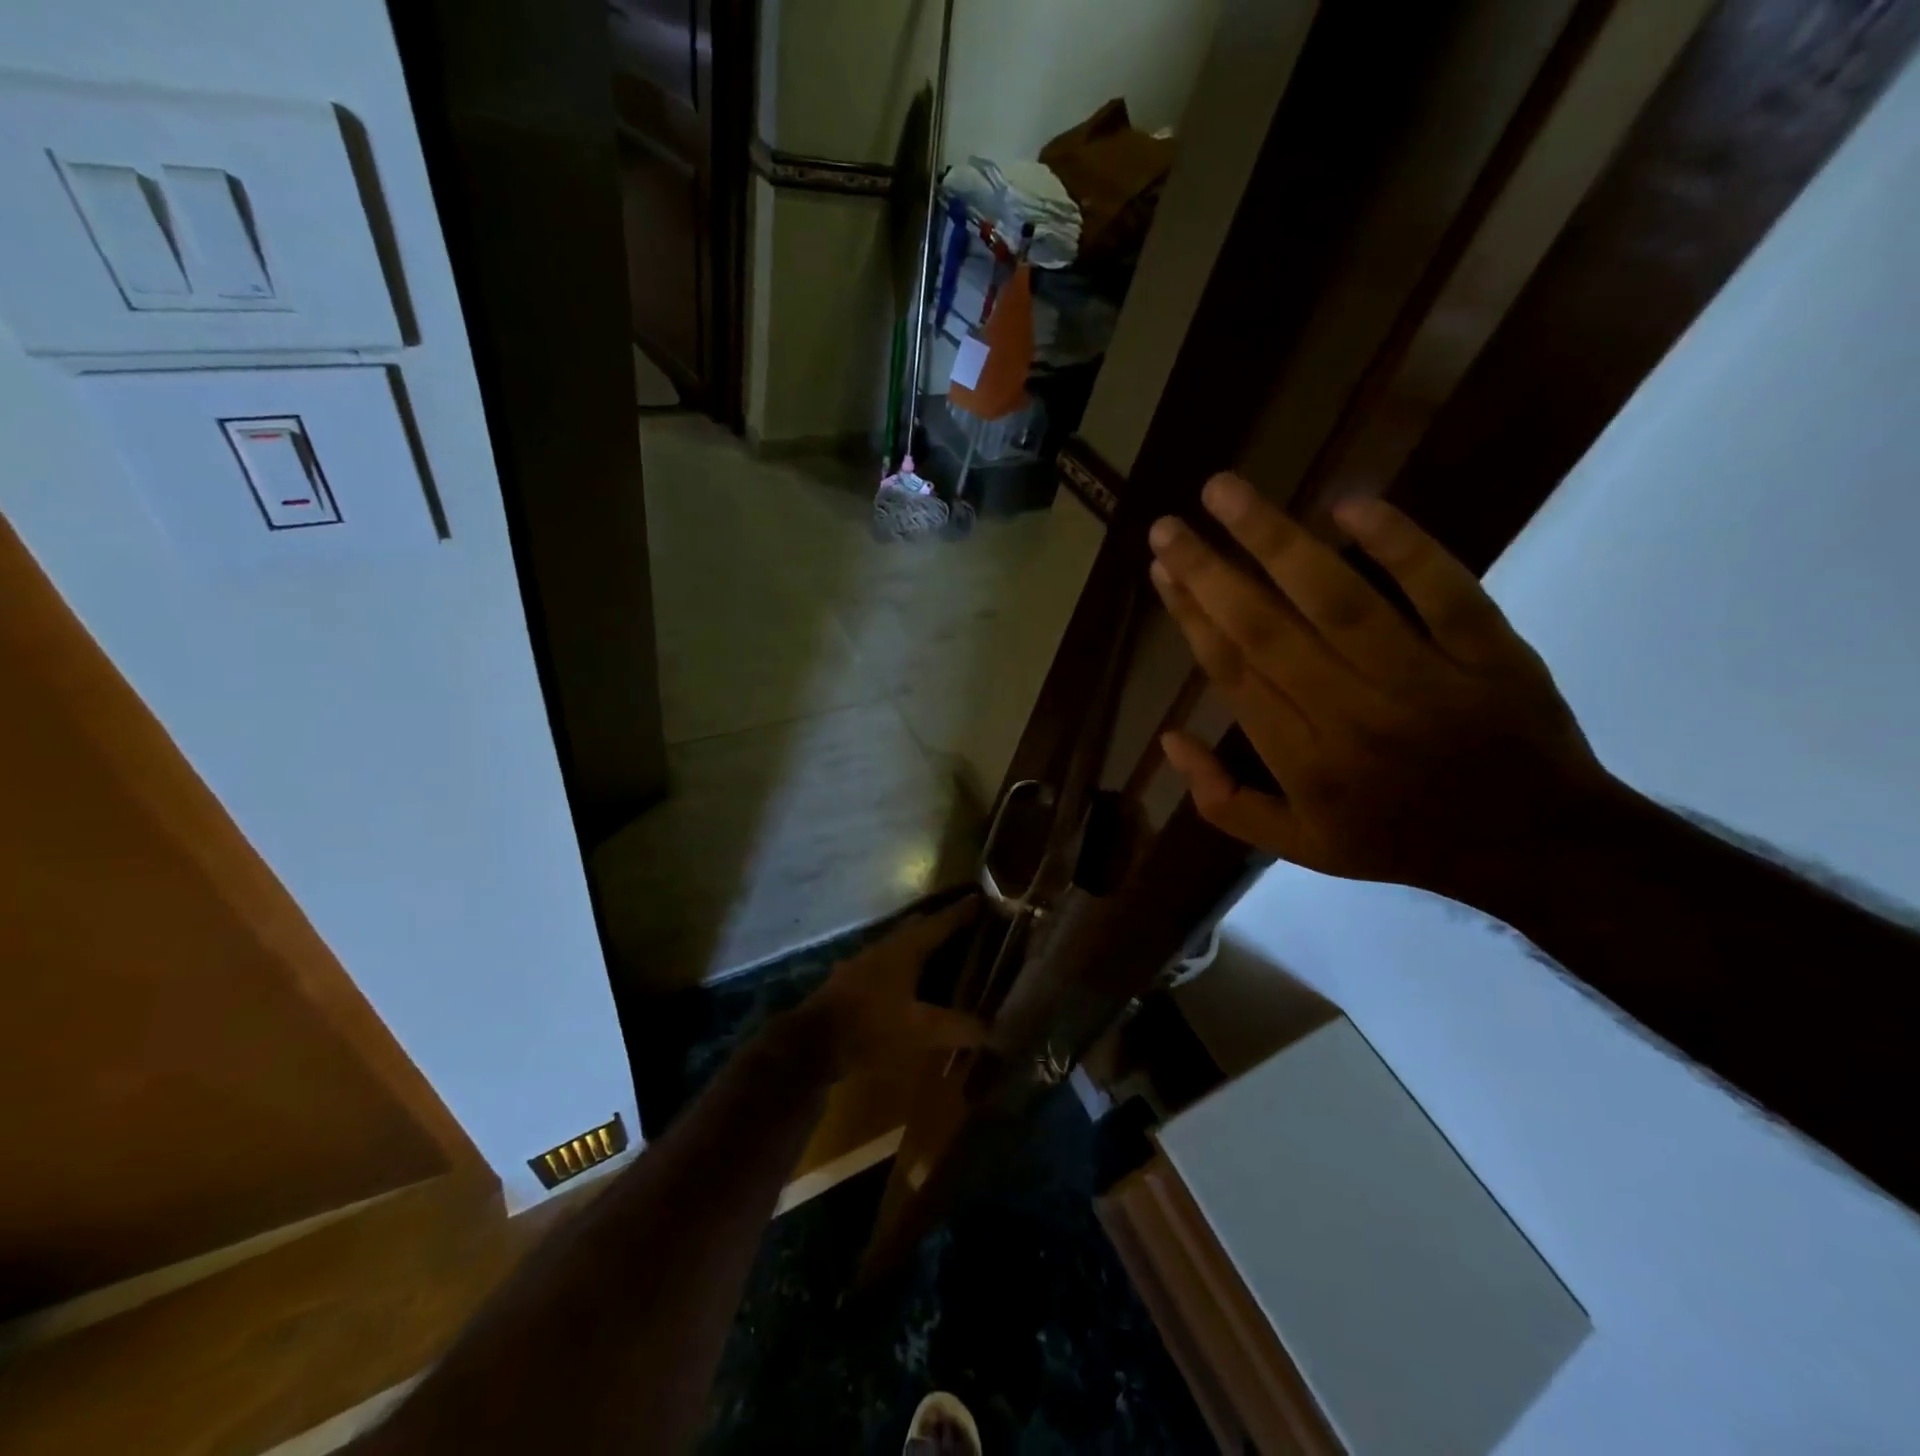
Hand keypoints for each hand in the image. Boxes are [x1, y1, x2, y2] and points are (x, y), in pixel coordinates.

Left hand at [792, 896, 985, 1079]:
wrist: (811, 1044)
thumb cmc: (870, 1026)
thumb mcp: (919, 1030)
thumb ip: (956, 1027)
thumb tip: (990, 1029)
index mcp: (904, 949)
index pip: (940, 923)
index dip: (961, 912)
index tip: (981, 898)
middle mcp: (884, 948)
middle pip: (918, 928)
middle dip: (941, 925)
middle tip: (966, 925)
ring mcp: (864, 963)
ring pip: (900, 946)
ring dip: (921, 946)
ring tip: (943, 953)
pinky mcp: (852, 983)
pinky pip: (888, 965)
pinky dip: (906, 967)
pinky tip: (911, 984)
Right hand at [1147, 474, 1618, 903]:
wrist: (1535, 848)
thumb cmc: (1400, 840)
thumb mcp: (1299, 846)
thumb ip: (1223, 803)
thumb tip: (1168, 739)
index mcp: (1304, 762)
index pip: (1234, 673)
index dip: (1192, 617)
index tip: (1162, 570)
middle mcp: (1352, 716)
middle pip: (1267, 630)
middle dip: (1209, 571)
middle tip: (1168, 523)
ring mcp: (1424, 679)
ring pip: (1339, 599)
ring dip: (1276, 539)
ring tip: (1225, 491)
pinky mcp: (1490, 652)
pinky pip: (1443, 589)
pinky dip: (1400, 543)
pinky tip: (1349, 503)